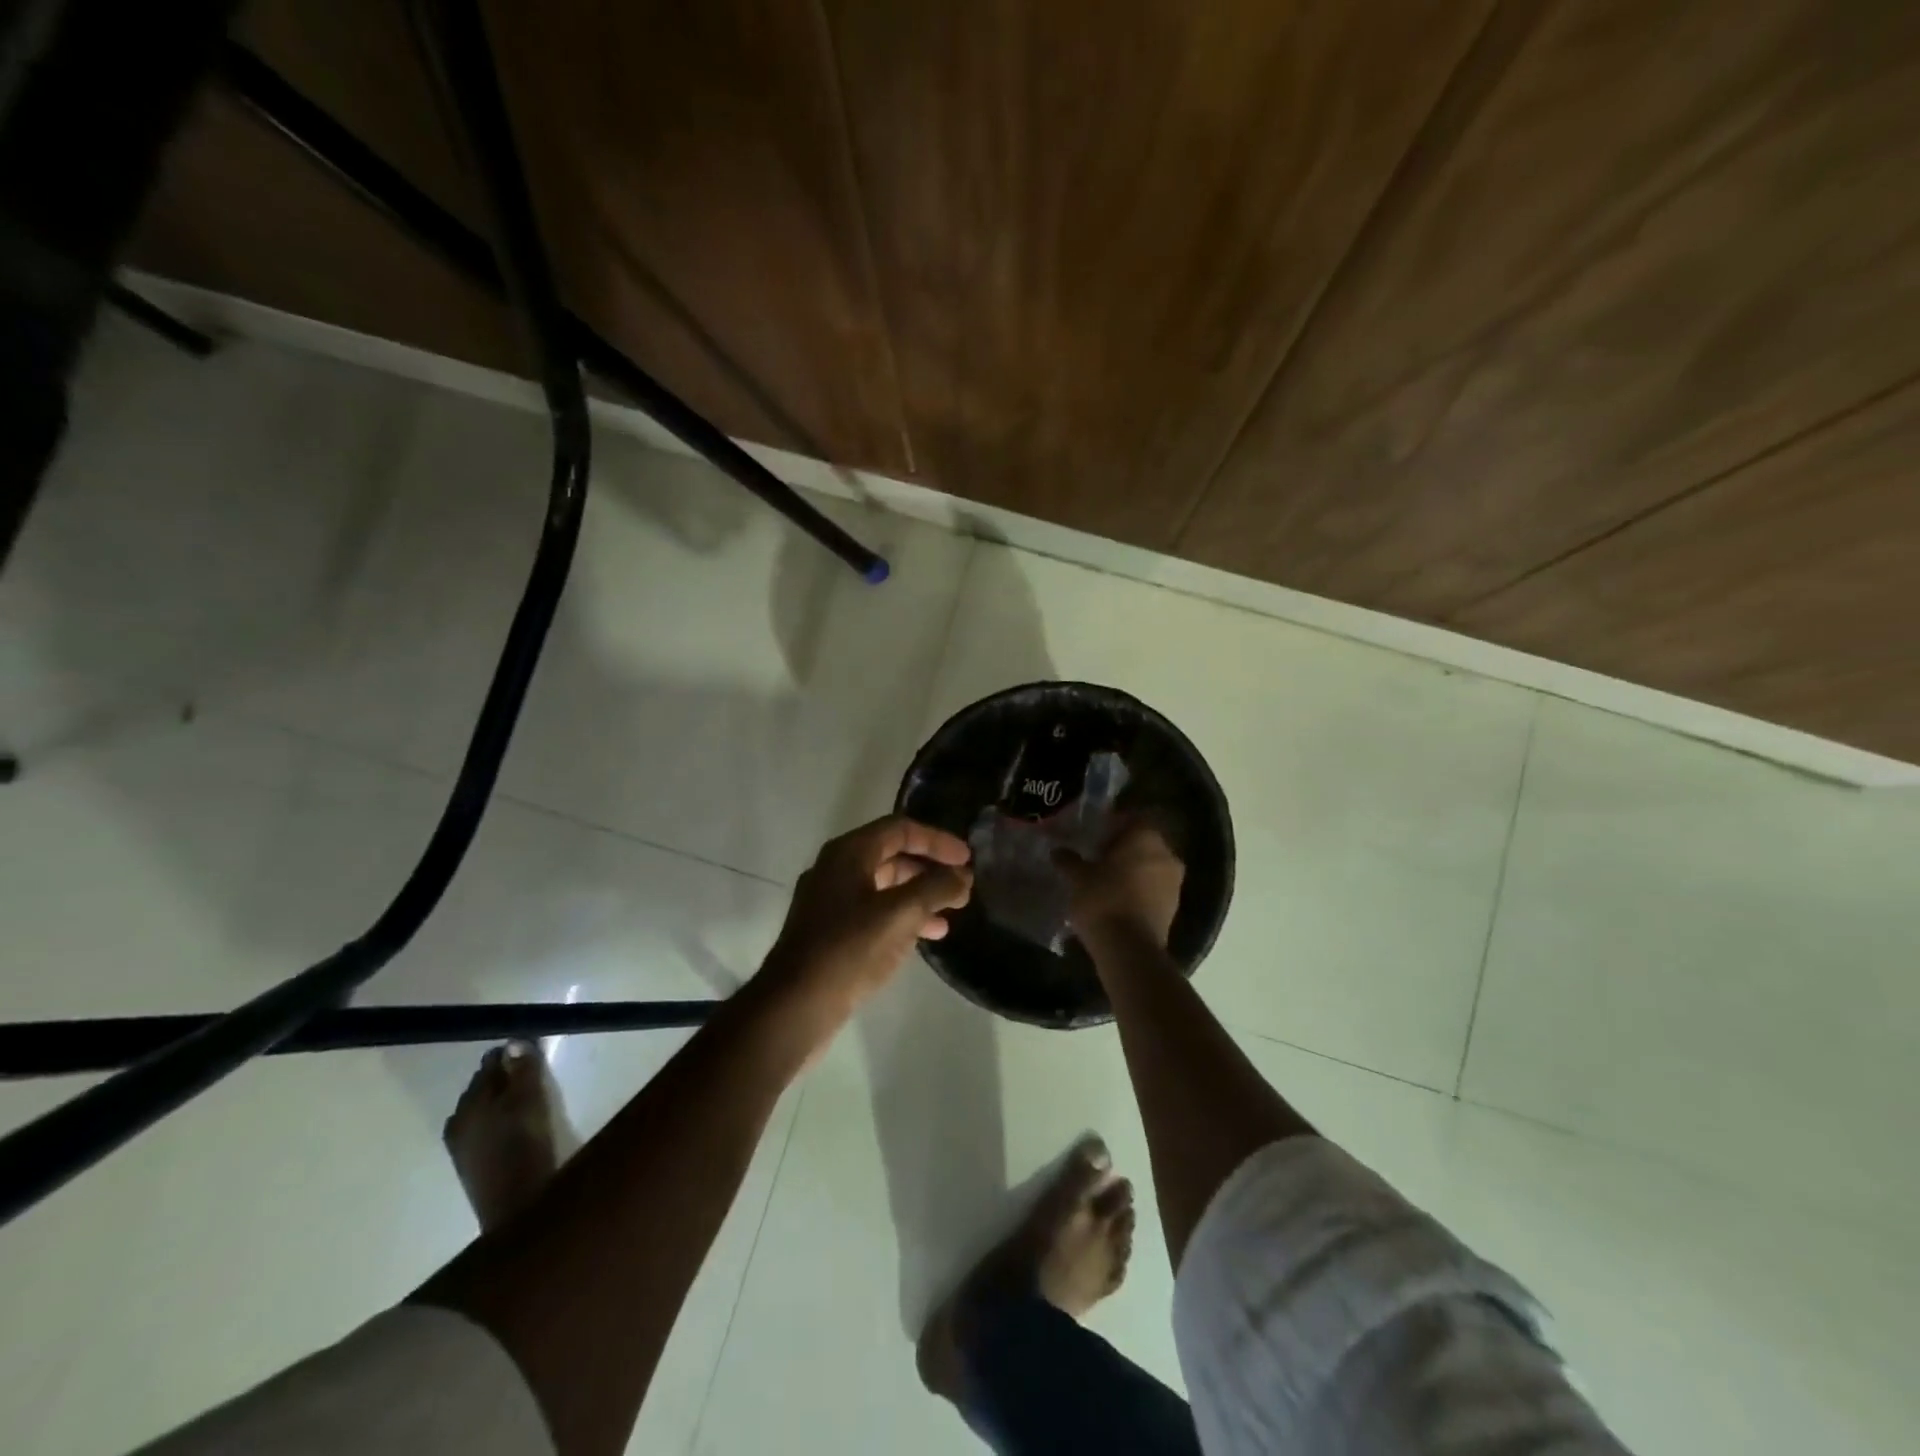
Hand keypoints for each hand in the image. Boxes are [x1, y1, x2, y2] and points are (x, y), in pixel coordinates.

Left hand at [763, 815, 973, 1028]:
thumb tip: (962, 875)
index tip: (968, 859)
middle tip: (962, 885)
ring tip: (952, 913)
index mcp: (848, 853)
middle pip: (892, 854)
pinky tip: (926, 936)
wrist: (795, 1006)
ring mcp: (830, 901)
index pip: (901, 829)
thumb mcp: (901, 914)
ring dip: (920, 894)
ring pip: (884, 886)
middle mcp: (836, 868)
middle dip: (930, 868)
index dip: (938, 840)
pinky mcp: (830, 932)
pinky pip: (874, 911)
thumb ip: (936, 888)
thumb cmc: (849, 950)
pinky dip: (902, 916)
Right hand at [1057, 820, 1184, 947]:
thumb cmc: (1103, 900)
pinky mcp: (1173, 907)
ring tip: (1104, 880)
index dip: (1113, 824)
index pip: (1133, 818)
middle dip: (1122, 848)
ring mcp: (1174, 882)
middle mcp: (1167, 854)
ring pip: (1150, 866)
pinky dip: (1137, 890)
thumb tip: (1058, 851)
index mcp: (1146, 837)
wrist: (1129, 949)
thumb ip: (1069, 860)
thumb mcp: (1078, 878)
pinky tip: (1116, 899)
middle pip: (1143, 842)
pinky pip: (1153, 888)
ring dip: (1131, 870)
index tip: (1094, 835)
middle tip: (1096, 856)